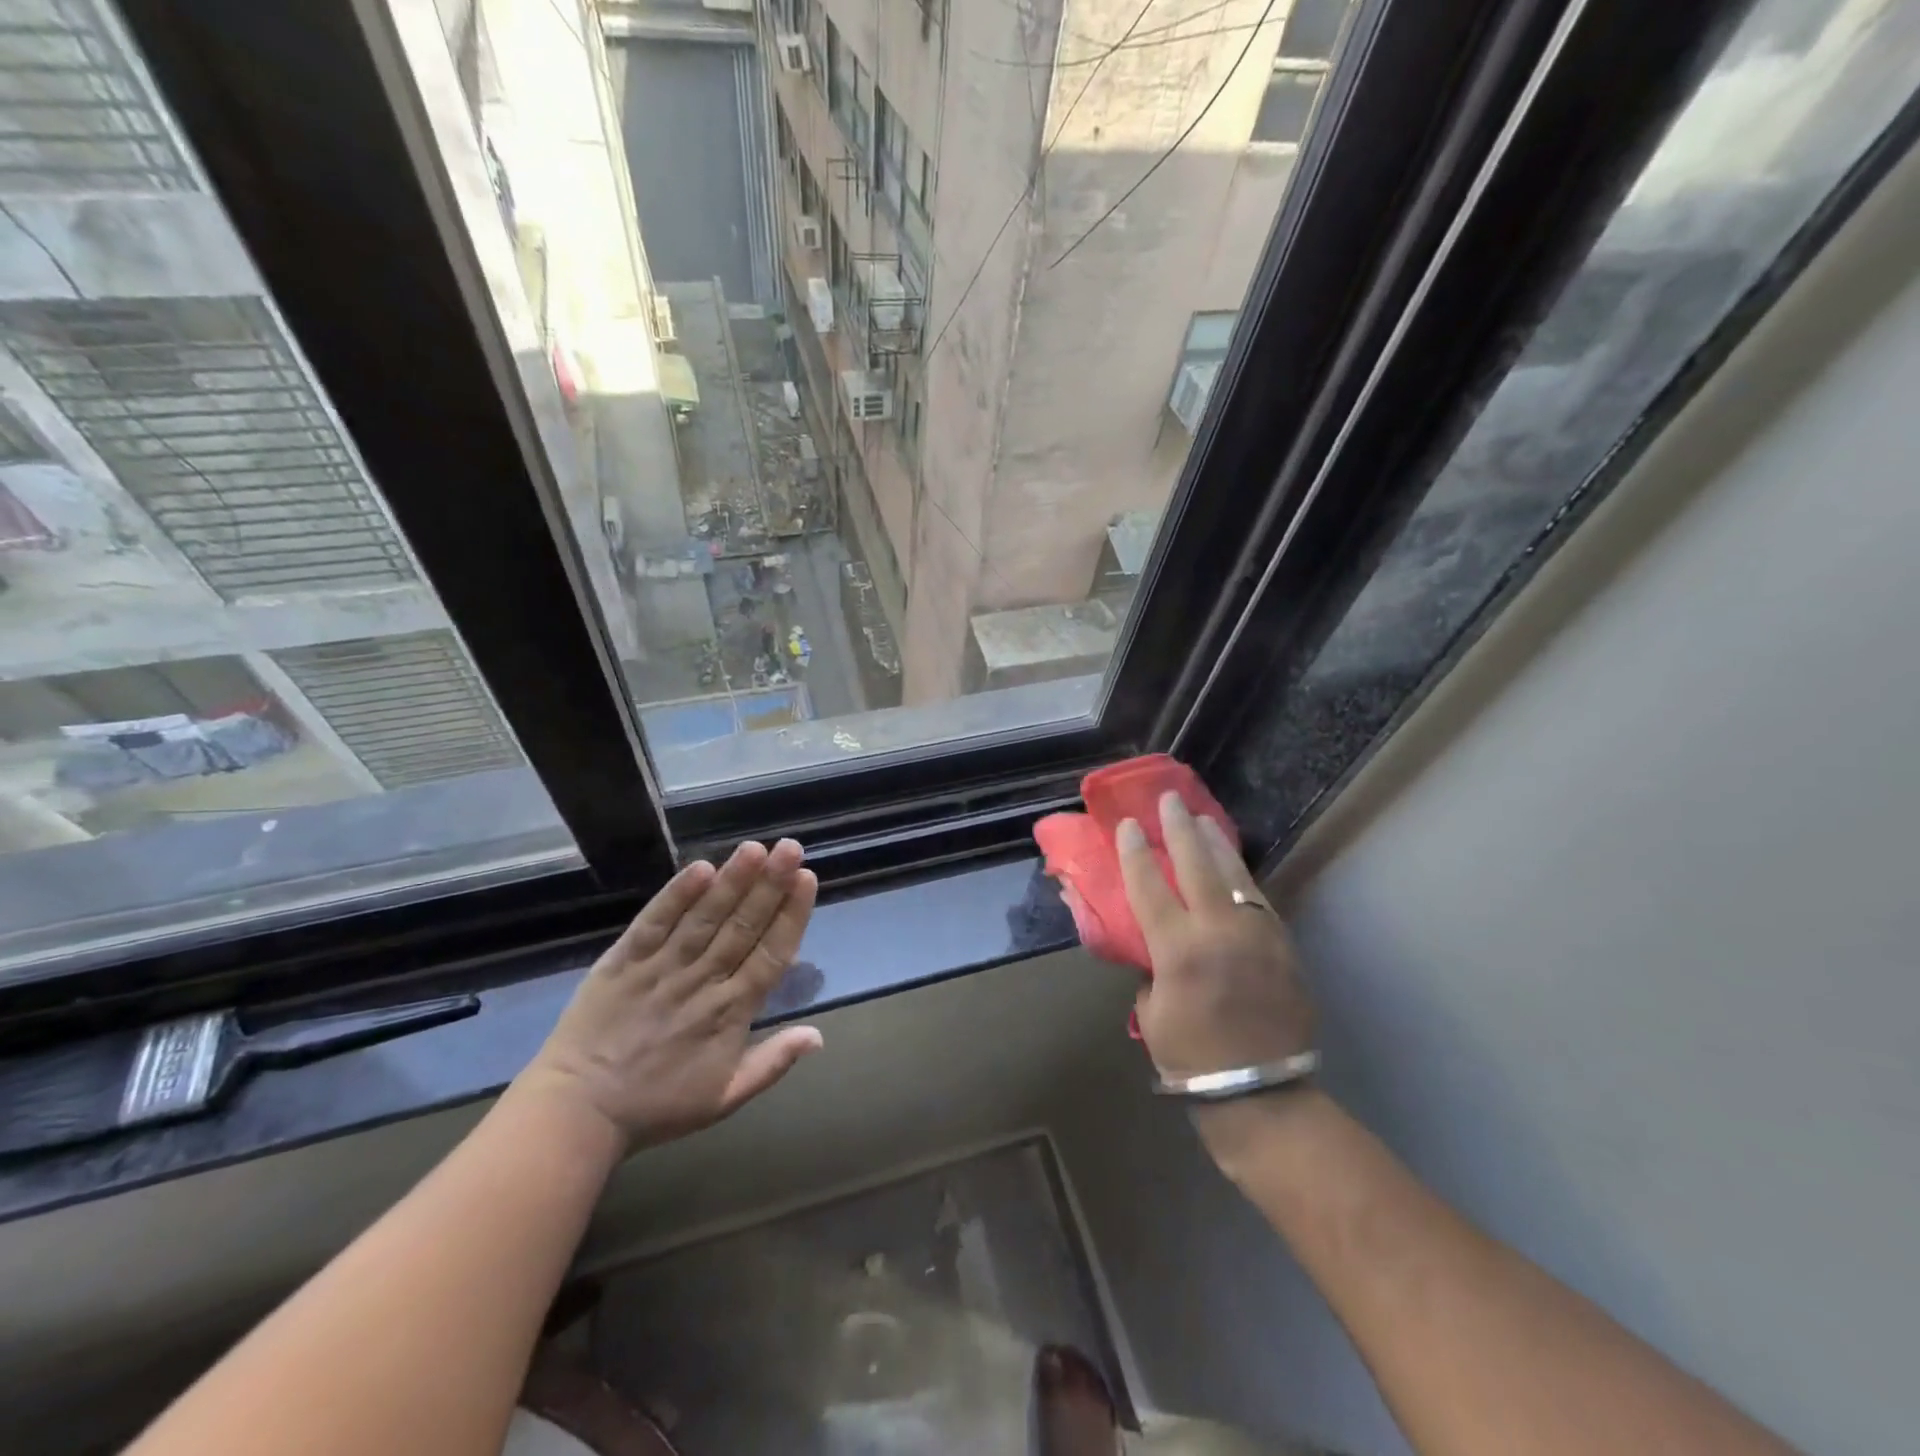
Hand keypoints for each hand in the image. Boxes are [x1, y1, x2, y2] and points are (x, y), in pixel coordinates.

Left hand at [520, 839, 822, 1150]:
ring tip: (755, 848)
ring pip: (705, 917)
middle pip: (743, 926)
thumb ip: (773, 1063)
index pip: (770, 953)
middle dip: (771, 884)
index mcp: (731, 1013)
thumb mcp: (725, 1098)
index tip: (807, 879)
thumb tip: (818, 1035)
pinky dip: (677, 895)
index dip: (791, 915)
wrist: (578, 1113)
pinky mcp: (624, 960)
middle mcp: (702, 981)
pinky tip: (700, 868)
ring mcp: (662, 967)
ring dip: (732, 880)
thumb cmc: (657, 1106)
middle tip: (791, 848)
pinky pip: (655, 922)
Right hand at [1117, 792, 1314, 1081]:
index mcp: (1178, 950)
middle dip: (1179, 827)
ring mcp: (1256, 933)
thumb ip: (1149, 970)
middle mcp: (1218, 931)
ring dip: (1215, 842)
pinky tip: (1233, 866)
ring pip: (1234, 873)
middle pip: (1195, 864)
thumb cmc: (1192, 1059)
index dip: (1135, 851)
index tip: (1129, 824)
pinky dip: (1241, 877)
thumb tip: (1151, 947)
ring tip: (1202, 819)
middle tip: (1169, 800)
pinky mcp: (1282, 944)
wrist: (1263, 1093)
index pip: (1148, 885)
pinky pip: (1258, 898)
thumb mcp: (1151, 1013)